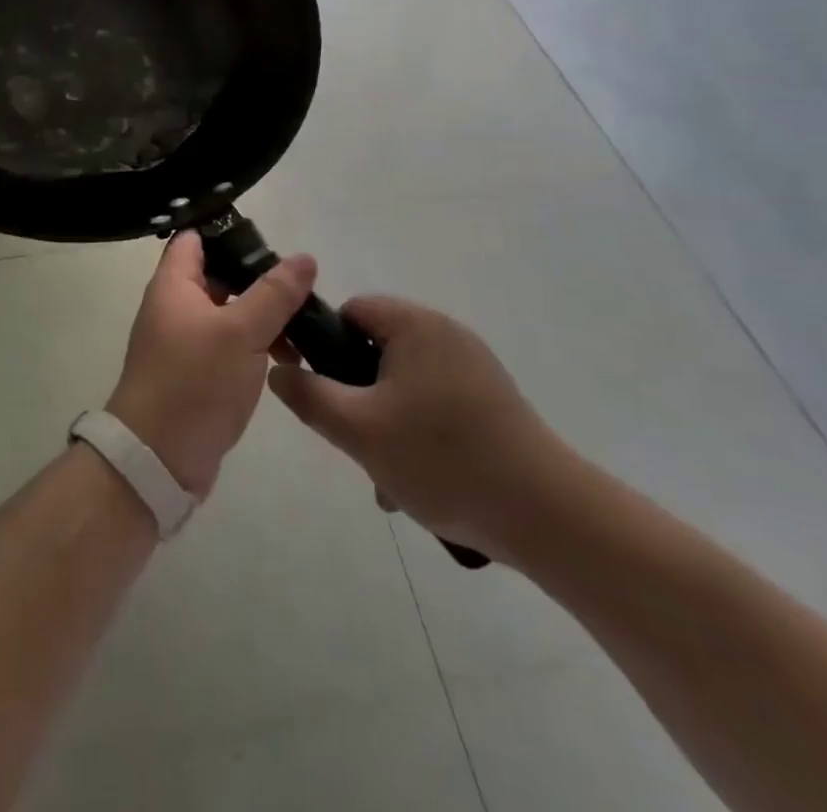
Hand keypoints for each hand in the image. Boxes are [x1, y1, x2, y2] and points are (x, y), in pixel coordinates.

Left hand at [106, 232, 314, 497]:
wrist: (157, 459)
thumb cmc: (194, 382)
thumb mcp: (241, 332)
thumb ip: (274, 293)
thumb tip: (304, 258)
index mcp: (173, 285)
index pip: (195, 239)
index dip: (228, 232)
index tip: (269, 239)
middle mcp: (173, 307)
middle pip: (218, 276)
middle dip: (258, 280)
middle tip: (300, 287)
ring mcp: (182, 342)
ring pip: (228, 314)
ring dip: (262, 318)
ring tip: (303, 329)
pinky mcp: (194, 374)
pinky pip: (228, 346)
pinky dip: (254, 346)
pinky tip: (286, 359)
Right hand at [266, 297, 578, 563]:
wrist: (548, 515)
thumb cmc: (442, 459)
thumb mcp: (358, 430)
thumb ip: (309, 396)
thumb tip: (278, 370)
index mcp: (415, 325)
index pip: (350, 312)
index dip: (324, 346)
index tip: (319, 391)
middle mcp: (446, 334)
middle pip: (376, 351)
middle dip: (357, 396)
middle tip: (355, 441)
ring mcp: (474, 368)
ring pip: (404, 384)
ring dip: (385, 422)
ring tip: (387, 476)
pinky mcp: (492, 401)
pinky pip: (435, 403)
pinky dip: (418, 433)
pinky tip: (419, 481)